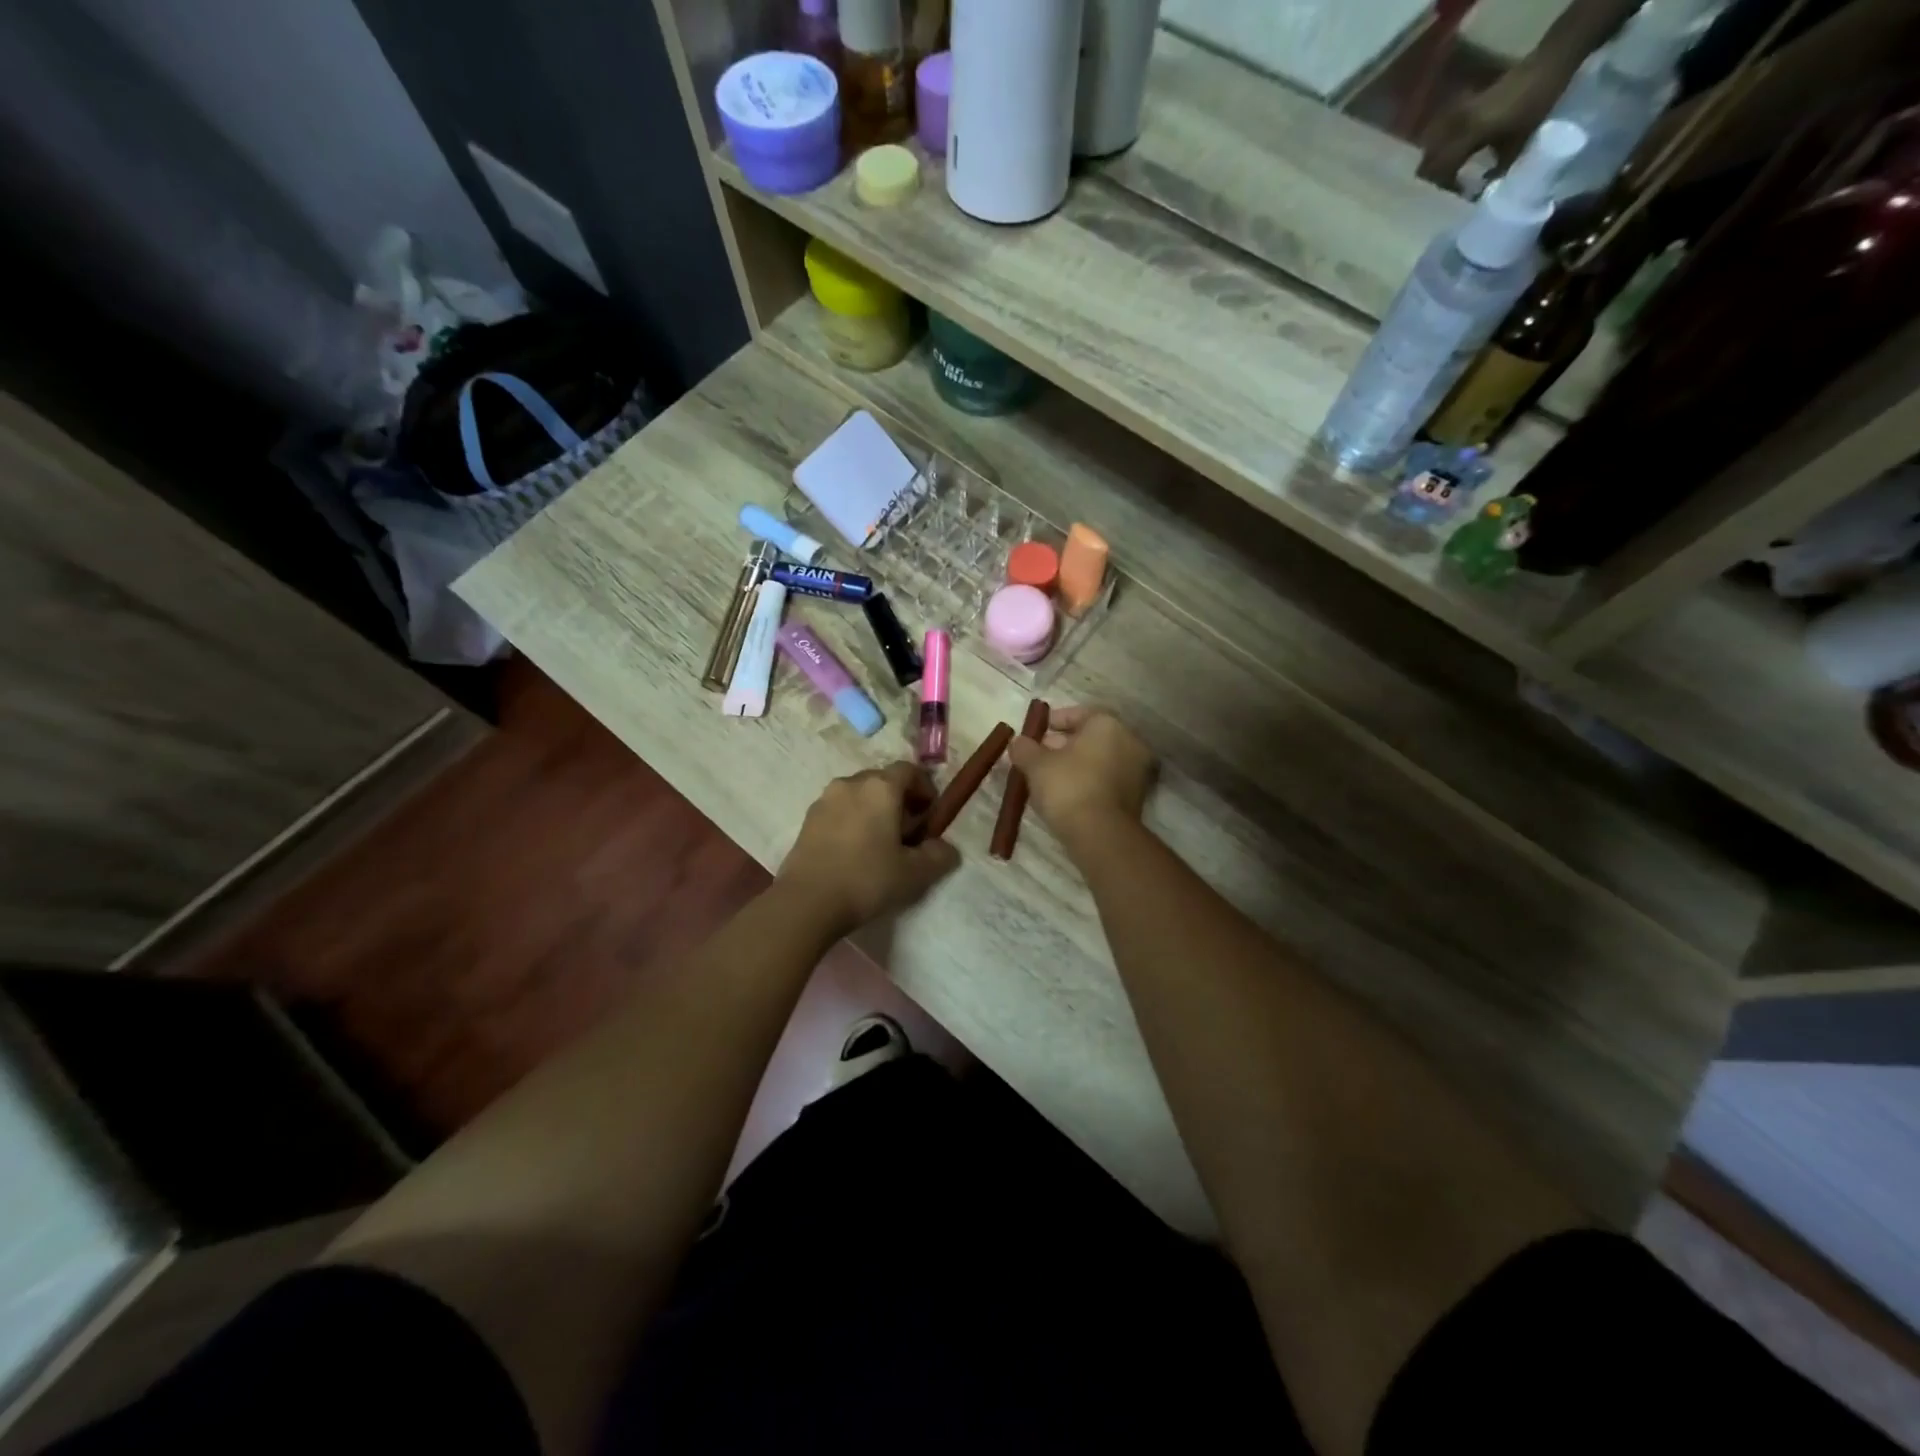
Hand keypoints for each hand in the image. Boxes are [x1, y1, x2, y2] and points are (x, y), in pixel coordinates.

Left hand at [776, 762, 960, 936]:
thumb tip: (945, 848)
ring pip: (858, 794)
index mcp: (880, 788)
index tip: (930, 813)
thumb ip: (937, 856)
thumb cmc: (867, 879)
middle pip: (882, 780)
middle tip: (908, 830)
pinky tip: (854, 850)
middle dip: (899, 799)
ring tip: (880, 842)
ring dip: (873, 809)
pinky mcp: (807, 819)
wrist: (807, 902)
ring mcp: (825, 800)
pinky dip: (852, 820)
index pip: (909, 770)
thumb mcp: (914, 873)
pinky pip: (839, 810)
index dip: (924, 787)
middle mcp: (851, 783)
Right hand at [1007, 706, 1156, 849]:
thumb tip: (1018, 742)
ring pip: (1098, 760)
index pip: (1077, 713)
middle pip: (1089, 737)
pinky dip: (1087, 781)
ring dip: (1074, 765)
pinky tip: (1065, 794)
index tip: (1032, 735)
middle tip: (1036, 757)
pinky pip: (1106, 780)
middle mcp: (1129, 741)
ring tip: (1046, 778)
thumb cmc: (1068, 787)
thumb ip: (1024, 748)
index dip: (1051, 722)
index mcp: (1108, 724)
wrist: (1100, 835)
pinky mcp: (1136, 796)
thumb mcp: (1036, 765)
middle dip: (1061, 745)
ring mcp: (1137, 770)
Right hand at [1417, 59, 1571, 188]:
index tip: (1457, 196)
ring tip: (1451, 172)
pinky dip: (1445, 148)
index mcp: (1465, 135)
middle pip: (1428, 162)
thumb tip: (1482, 194)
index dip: (1444, 189)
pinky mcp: (1464, 107)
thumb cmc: (1536, 103)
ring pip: (1432, 149)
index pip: (1437, 172)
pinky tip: (1458, 153)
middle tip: (1450, 188)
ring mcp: (1457, 114)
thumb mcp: (1519, 144)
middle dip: (1434, 178)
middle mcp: (1454, 125)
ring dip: (1437, 163)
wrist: (1550, 61)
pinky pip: (1443, 135)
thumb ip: (1497, 172)